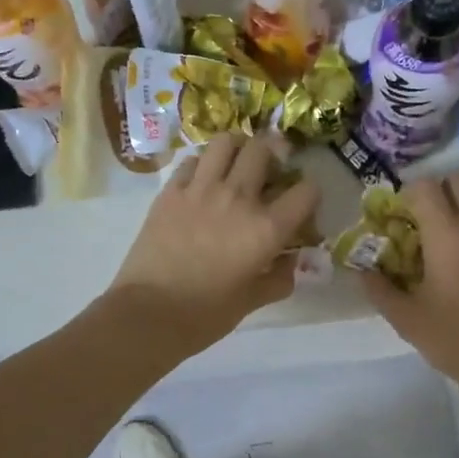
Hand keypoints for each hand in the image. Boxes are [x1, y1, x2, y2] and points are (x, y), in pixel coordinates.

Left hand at [108, 133, 319, 355]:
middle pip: (263, 150)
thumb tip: (290, 262)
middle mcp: (238, 198)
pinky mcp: (171, 192)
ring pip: (225, 143)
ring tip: (235, 164)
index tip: (303, 203)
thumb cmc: (205, 315)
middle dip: (273, 155)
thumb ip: (279, 278)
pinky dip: (203, 164)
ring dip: (236, 149)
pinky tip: (202, 181)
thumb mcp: (252, 302)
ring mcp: (201, 189)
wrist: (148, 314)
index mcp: (266, 228)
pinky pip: (192, 161)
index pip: (306, 191)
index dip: (310, 193)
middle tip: (269, 170)